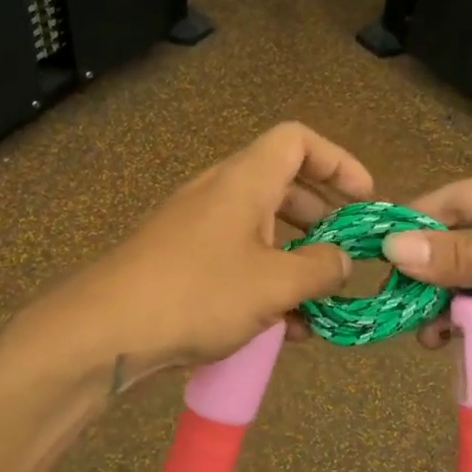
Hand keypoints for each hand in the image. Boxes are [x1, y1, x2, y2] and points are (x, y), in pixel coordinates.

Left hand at [24, 122, 365, 376]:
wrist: (107, 331)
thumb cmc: (199, 293)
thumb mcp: (274, 283)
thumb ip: (321, 268)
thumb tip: (343, 259)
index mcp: (245, 180)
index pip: (297, 140)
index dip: (338, 161)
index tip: (364, 199)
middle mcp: (221, 194)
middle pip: (284, 186)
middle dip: (322, 219)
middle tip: (345, 253)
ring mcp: (198, 228)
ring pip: (262, 230)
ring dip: (296, 260)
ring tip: (320, 304)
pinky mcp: (183, 263)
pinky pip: (237, 260)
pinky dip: (266, 282)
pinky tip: (285, 328)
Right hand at [385, 162, 471, 376]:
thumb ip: (462, 256)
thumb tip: (392, 247)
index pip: (452, 201)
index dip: (412, 228)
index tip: (376, 261)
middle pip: (464, 242)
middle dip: (433, 276)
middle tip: (402, 312)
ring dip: (456, 305)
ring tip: (430, 338)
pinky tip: (464, 343)